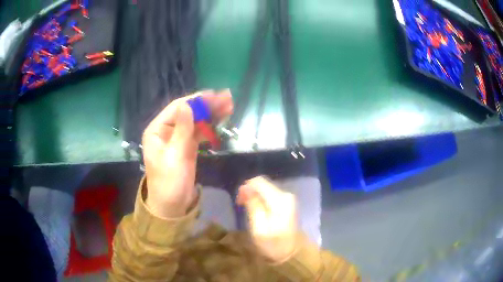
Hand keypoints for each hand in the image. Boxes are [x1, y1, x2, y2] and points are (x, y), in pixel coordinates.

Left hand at [142, 90, 232, 217]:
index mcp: (157, 130)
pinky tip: (221, 119)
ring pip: (195, 121)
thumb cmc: (168, 182)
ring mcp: (178, 137)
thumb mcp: (174, 156)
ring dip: (211, 113)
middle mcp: (166, 130)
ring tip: (229, 105)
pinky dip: (210, 125)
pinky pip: (199, 132)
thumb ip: (182, 130)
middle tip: (226, 98)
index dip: (195, 100)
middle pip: (188, 112)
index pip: (176, 108)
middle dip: (206, 105)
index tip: (214, 95)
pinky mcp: (188, 146)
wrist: (172, 205)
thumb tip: (188, 105)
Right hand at [237, 176, 297, 261]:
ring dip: (254, 195)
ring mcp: (288, 198)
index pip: (259, 182)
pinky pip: (270, 195)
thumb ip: (253, 206)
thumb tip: (246, 188)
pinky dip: (261, 199)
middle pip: (263, 184)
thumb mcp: (259, 228)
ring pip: (266, 189)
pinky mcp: (287, 203)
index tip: (238, 201)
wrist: (290, 253)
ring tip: (247, 208)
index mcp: (279, 200)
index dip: (245, 188)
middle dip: (249, 191)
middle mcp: (286, 195)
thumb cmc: (273, 244)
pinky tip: (257, 209)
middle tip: (241, 205)